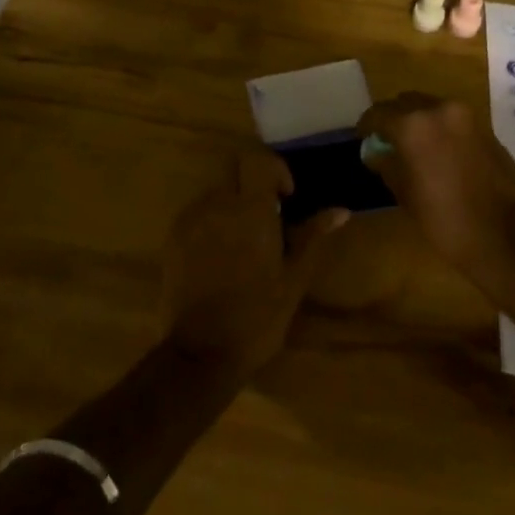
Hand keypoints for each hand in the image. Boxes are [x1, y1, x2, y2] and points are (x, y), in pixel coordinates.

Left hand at [160, 151, 348, 380]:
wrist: (201, 355)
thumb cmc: (257, 317)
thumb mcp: (294, 279)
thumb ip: (313, 237)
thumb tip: (340, 211)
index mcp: (250, 208)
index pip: (258, 160)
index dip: (275, 170)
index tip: (286, 197)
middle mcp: (217, 204)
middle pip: (235, 170)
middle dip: (252, 185)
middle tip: (267, 218)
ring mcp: (191, 220)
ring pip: (216, 192)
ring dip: (232, 205)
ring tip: (244, 242)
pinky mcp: (173, 238)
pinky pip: (198, 214)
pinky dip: (212, 222)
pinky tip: (221, 257)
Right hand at [358, 93, 514, 282]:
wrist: (505, 236)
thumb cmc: (445, 220)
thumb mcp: (405, 194)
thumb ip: (387, 164)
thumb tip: (376, 152)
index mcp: (414, 124)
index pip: (380, 113)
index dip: (367, 125)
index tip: (363, 138)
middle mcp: (440, 109)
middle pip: (407, 102)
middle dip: (394, 118)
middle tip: (386, 141)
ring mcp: (467, 116)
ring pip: (431, 107)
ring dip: (418, 121)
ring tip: (412, 147)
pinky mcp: (485, 128)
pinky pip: (452, 119)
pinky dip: (440, 128)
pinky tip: (437, 153)